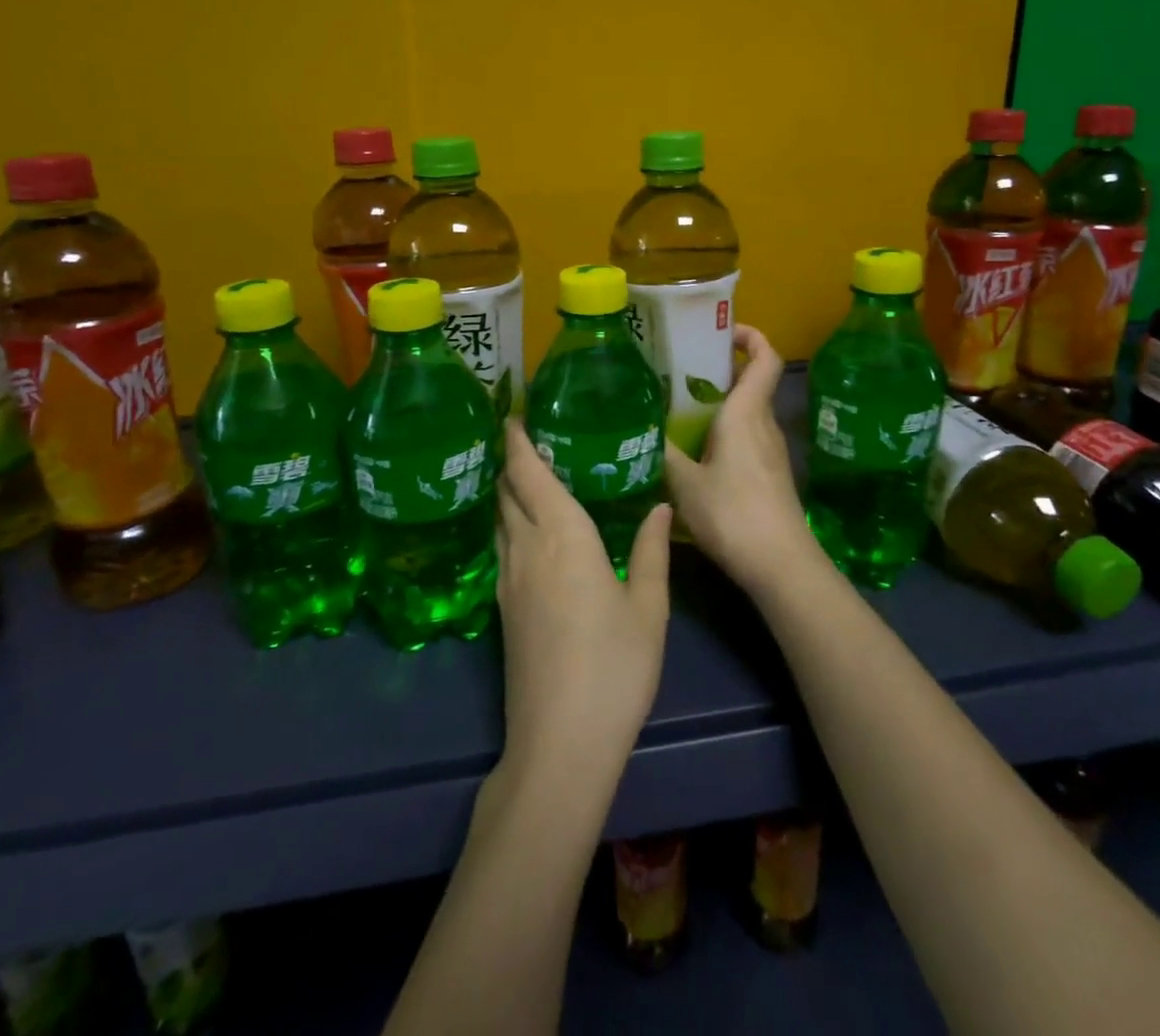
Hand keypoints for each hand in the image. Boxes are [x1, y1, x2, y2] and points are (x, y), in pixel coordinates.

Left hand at [495, 419, 671, 782]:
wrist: (560, 743)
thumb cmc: (614, 667)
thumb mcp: (648, 608)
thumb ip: (653, 550)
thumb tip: (660, 506)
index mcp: (563, 537)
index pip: (528, 475)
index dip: (516, 442)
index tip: (513, 414)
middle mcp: (527, 550)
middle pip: (506, 493)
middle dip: (510, 461)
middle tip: (527, 437)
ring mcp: (509, 582)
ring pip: (499, 520)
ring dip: (507, 492)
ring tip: (527, 475)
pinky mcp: (503, 610)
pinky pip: (501, 548)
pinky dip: (509, 524)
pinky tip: (529, 531)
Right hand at [664, 324, 825, 597]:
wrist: (780, 564)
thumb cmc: (732, 513)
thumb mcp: (684, 483)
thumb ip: (663, 454)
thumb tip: (641, 432)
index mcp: (746, 413)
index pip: (764, 358)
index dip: (750, 336)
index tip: (722, 331)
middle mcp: (764, 425)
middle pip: (751, 384)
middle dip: (720, 372)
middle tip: (680, 374)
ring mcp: (771, 452)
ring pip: (748, 414)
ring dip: (720, 406)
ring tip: (679, 413)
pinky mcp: (771, 476)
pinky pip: (748, 439)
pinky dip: (726, 434)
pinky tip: (697, 454)